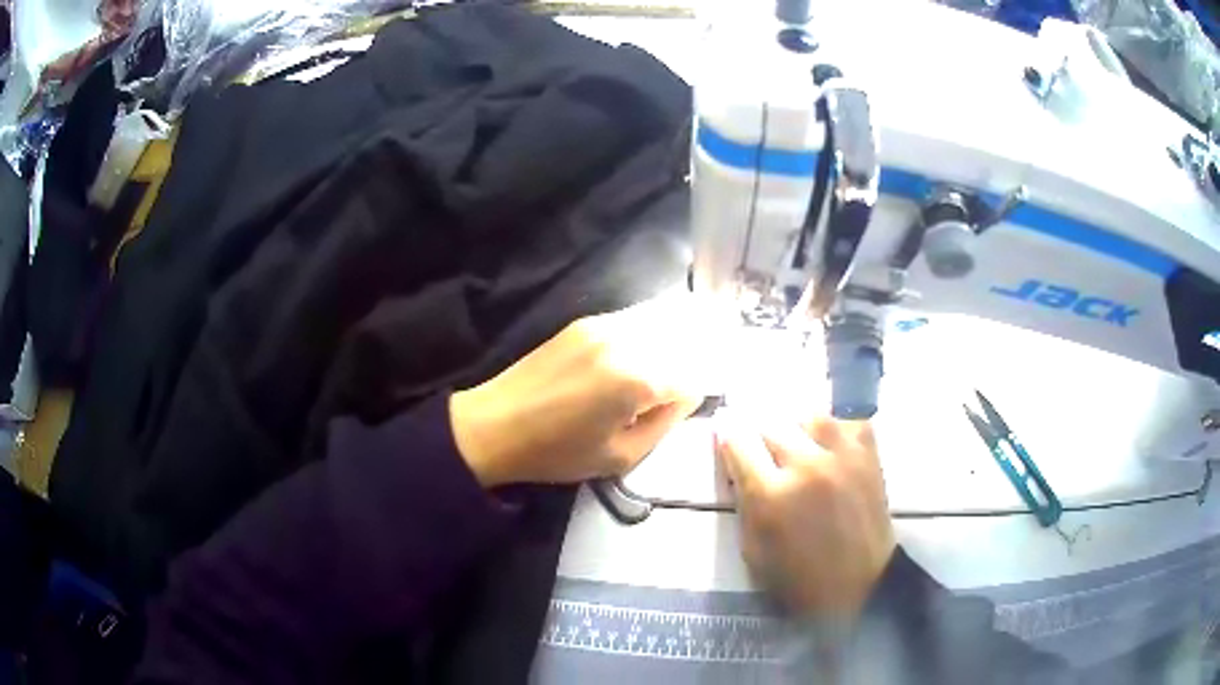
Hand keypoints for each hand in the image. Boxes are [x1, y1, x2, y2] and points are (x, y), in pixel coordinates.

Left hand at [450, 297, 710, 486]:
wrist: (496, 424)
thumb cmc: (558, 452)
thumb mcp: (621, 457)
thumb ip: (664, 423)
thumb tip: (685, 396)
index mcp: (638, 380)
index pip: (693, 377)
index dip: (693, 396)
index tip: (683, 409)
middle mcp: (627, 341)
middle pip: (682, 341)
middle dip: (692, 360)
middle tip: (684, 384)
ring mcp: (603, 325)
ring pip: (661, 321)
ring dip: (675, 339)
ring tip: (672, 362)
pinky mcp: (585, 322)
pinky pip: (633, 319)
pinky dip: (649, 330)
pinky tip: (643, 349)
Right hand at [717, 416, 894, 619]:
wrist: (860, 585)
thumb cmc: (799, 578)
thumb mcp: (753, 549)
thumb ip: (744, 502)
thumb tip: (737, 464)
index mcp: (771, 495)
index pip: (738, 443)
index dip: (727, 434)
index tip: (724, 429)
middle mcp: (805, 466)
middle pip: (770, 423)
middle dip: (757, 431)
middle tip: (757, 440)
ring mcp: (842, 456)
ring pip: (808, 415)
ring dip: (794, 425)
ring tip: (794, 439)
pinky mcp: (869, 455)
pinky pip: (848, 420)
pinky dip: (834, 426)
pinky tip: (828, 442)